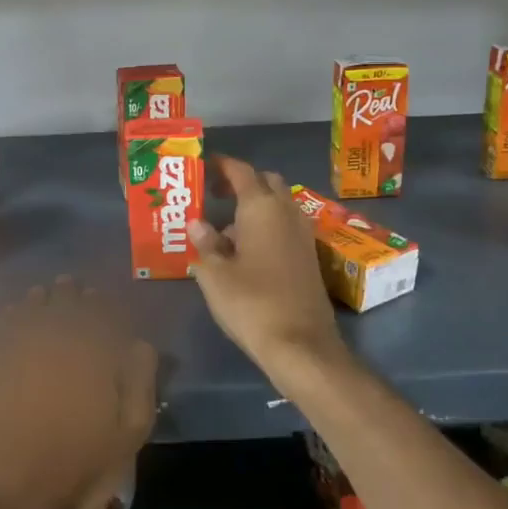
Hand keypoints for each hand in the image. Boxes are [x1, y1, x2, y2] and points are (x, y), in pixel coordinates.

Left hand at [0, 277, 156, 508]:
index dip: (99, 300)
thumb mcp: (131, 430)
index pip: (95, 309)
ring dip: (36, 302)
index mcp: (84, 352)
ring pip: (23, 312)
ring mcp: (4, 355)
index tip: (100, 297)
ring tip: (42, 299)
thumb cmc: (83, 470)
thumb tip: (139, 341)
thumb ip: (140, 377)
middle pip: (57, 303)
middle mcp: (44, 342)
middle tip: (71, 288)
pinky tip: (9, 322)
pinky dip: (4, 321)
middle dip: (67, 294)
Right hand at [187, 156, 342, 377]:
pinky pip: (286, 225)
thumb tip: (198, 223)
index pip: (242, 171)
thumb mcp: (215, 274)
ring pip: (279, 204)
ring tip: (227, 227)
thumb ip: (205, 243)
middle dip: (243, 182)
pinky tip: (248, 249)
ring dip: (256, 205)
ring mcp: (302, 233)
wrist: (300, 343)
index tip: (205, 165)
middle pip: (266, 182)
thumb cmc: (251, 303)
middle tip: (217, 195)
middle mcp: (286, 212)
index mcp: (261, 207)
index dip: (223, 165)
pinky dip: (268, 225)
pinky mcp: (309, 255)